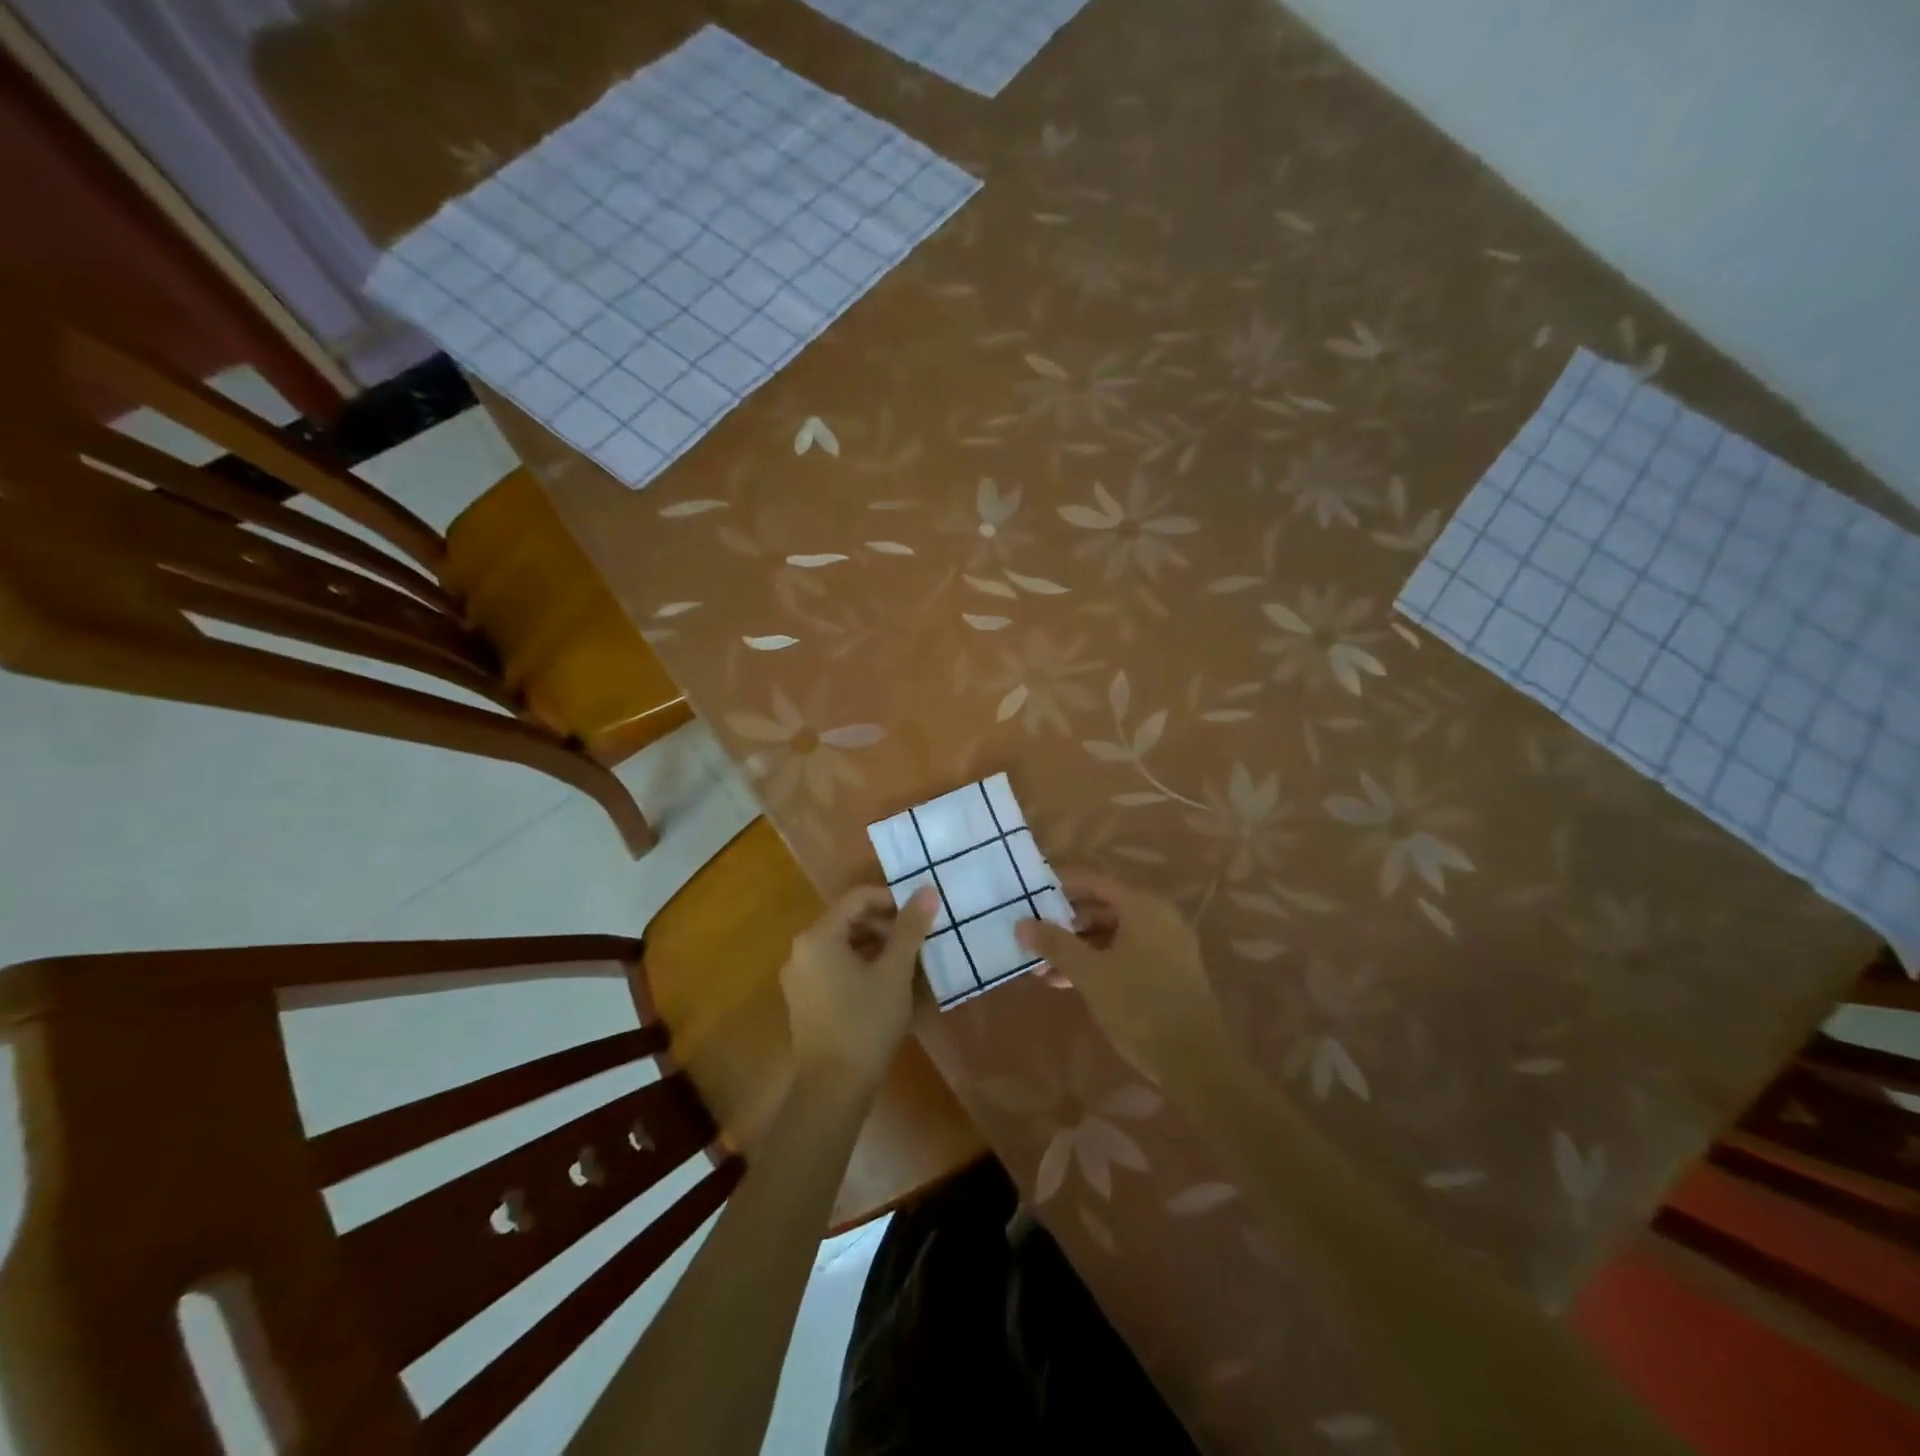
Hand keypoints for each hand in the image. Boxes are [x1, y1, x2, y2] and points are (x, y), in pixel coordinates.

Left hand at [782, 885, 937, 1094]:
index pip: (857, 898)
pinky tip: (887, 985)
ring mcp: (799, 977)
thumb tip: (927, 890)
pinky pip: (835, 967)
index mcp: (818, 936)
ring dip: (876, 947)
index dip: (892, 900)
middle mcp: (801, 950)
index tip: (920, 914)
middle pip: (848, 920)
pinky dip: (861, 966)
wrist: (833, 1088)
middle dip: (885, 925)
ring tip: (908, 963)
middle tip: (918, 940)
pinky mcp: (804, 1000)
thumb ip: (910, 928)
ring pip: (843, 945)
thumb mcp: (895, 972)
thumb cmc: (866, 1022)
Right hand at [1016, 871, 1228, 1085]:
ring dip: (1078, 949)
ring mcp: (1166, 946)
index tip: (1031, 898)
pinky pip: (1126, 955)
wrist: (1195, 1060)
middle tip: (1033, 939)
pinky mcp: (1168, 972)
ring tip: (1043, 970)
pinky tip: (1068, 984)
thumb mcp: (1090, 973)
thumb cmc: (1140, 1005)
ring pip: (1112, 936)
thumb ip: (1055, 944)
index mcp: (1143, 907)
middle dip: (1066, 926)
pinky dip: (1098, 963)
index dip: (1061, 888)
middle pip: (1103, 909)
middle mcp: (1158, 918)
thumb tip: (1021, 923)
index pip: (1095, 882)